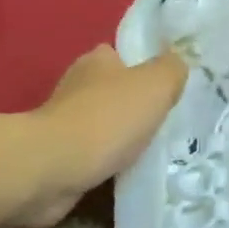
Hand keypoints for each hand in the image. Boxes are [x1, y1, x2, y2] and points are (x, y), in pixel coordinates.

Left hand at [9, 44, 187, 227]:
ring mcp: (62, 122)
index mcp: (97, 60)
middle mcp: (76, 85)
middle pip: (112, 90)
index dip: (143, 68)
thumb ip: (172, 69)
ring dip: (119, 136)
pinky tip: (125, 172)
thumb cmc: (108, 118)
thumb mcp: (156, 84)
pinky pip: (90, 155)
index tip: (164, 89)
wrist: (52, 169)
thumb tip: (176, 64)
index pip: (122, 55)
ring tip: (150, 152)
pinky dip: (105, 162)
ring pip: (101, 124)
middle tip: (163, 122)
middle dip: (133, 105)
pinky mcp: (55, 155)